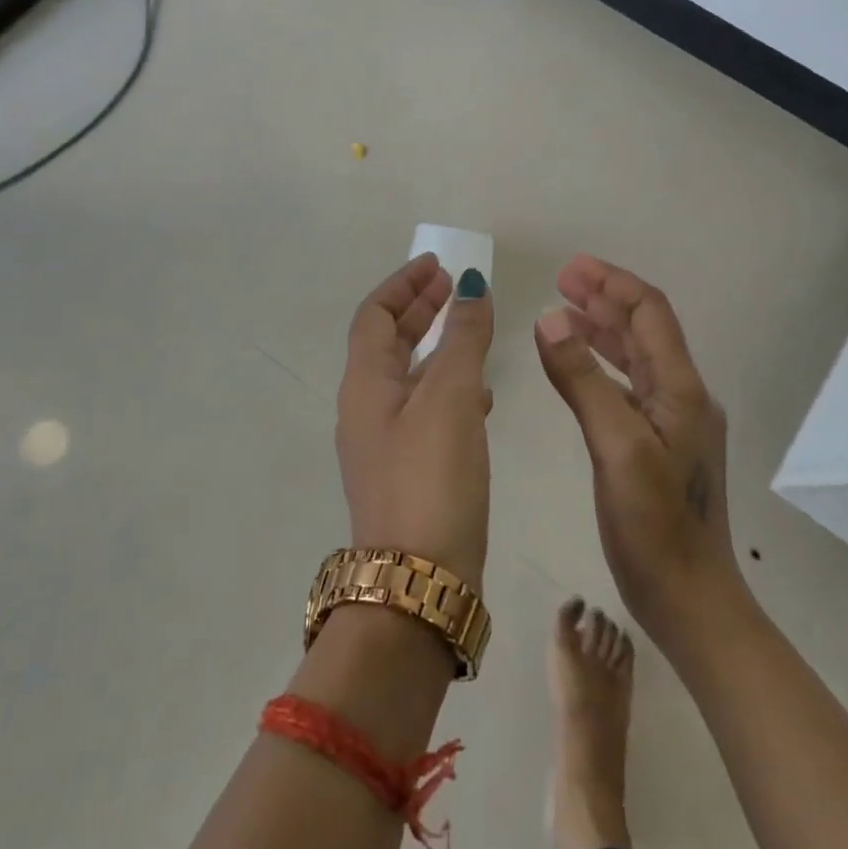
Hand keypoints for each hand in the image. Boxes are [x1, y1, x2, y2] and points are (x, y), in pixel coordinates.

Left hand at [335, 254, 494, 588]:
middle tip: (456, 288)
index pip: (375, 315)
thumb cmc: (431, 476)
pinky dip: (449, 386)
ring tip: (474, 332)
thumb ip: (464, 338)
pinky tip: (482, 397)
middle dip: (421, 309)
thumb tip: (472, 285)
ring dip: (437, 346)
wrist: (419, 582)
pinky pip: (425, 408)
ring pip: (409, 375)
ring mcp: (385, 443)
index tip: (439, 266)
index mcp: (365, 384)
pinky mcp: (409, 471)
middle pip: (389, 341)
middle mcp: (366, 409)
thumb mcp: (451, 396)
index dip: (404, 284)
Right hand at [535, 254, 744, 643]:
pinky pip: (628, 387)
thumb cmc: (656, 527)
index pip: (650, 313)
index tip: (571, 268)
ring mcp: (673, 422)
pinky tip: (576, 368)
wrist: (692, 602)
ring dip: (602, 329)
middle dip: (605, 299)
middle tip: (562, 281)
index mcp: (681, 389)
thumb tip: (549, 318)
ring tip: (564, 311)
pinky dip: (601, 366)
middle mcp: (682, 396)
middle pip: (644, 329)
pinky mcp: (659, 445)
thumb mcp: (616, 447)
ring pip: (635, 357)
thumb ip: (583, 380)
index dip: (612, 284)